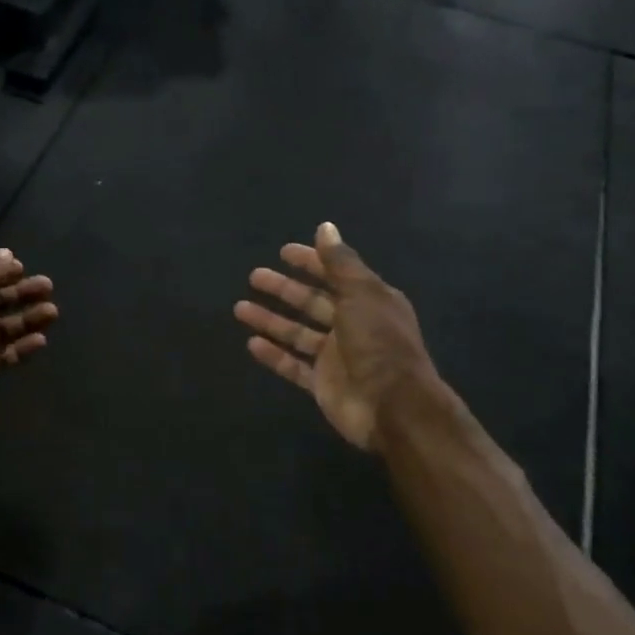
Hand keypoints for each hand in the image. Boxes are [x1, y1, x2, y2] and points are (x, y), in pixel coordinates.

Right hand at [235, 222, 447, 451]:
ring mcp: (337, 356)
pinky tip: (251, 343)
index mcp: (369, 301)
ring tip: (240, 308)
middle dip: (284, 289)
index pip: (335, 274)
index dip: (311, 262)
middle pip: (312, 302)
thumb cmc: (379, 342)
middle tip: (254, 277)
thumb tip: (325, 227)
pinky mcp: (323, 383)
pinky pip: (293, 365)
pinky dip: (274, 355)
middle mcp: (353, 325)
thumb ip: (340, 262)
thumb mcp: (361, 294)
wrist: (394, 407)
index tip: (283, 252)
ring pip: (298, 333)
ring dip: (271, 320)